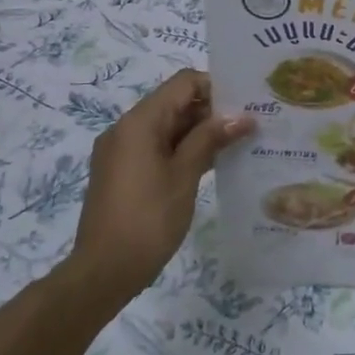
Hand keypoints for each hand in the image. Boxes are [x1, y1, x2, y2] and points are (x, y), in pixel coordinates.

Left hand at [64, 70, 253, 303]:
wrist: (104, 271)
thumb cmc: (148, 218)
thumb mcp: (185, 175)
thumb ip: (211, 139)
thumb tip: (242, 117)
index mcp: (139, 122)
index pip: (183, 83)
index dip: (215, 88)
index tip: (245, 104)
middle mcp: (126, 128)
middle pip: (174, 103)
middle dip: (211, 111)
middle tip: (250, 124)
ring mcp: (122, 151)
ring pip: (167, 127)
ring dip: (200, 132)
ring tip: (238, 143)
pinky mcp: (123, 172)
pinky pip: (157, 147)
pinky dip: (183, 149)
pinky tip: (212, 163)